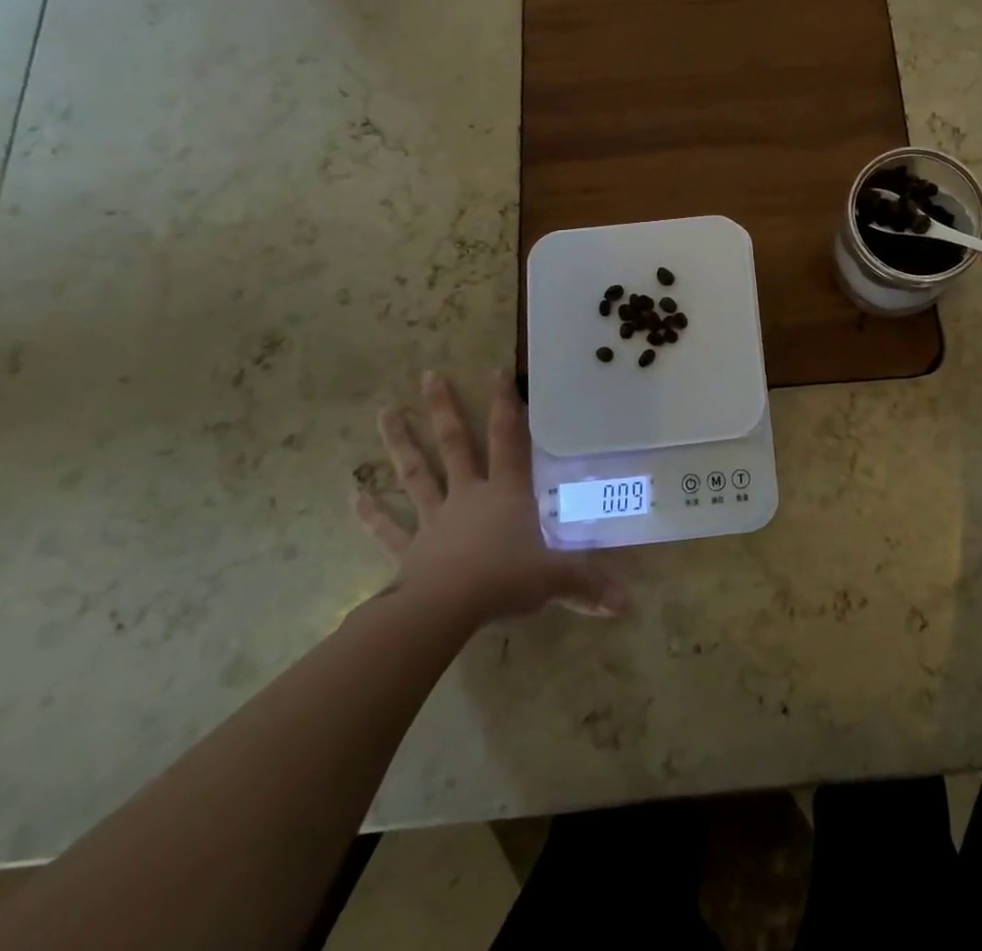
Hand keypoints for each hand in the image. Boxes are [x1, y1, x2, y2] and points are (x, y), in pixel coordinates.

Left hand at [355, 371, 626, 625]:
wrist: (445, 611)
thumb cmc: (504, 581)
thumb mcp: (554, 580)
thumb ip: (588, 585)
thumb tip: (627, 603)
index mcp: (506, 493)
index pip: (509, 440)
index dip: (505, 405)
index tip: (496, 370)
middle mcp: (468, 496)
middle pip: (455, 444)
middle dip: (443, 409)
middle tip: (428, 375)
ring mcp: (435, 520)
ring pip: (417, 474)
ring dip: (401, 444)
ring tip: (385, 412)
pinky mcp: (410, 549)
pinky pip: (389, 529)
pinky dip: (371, 513)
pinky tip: (354, 494)